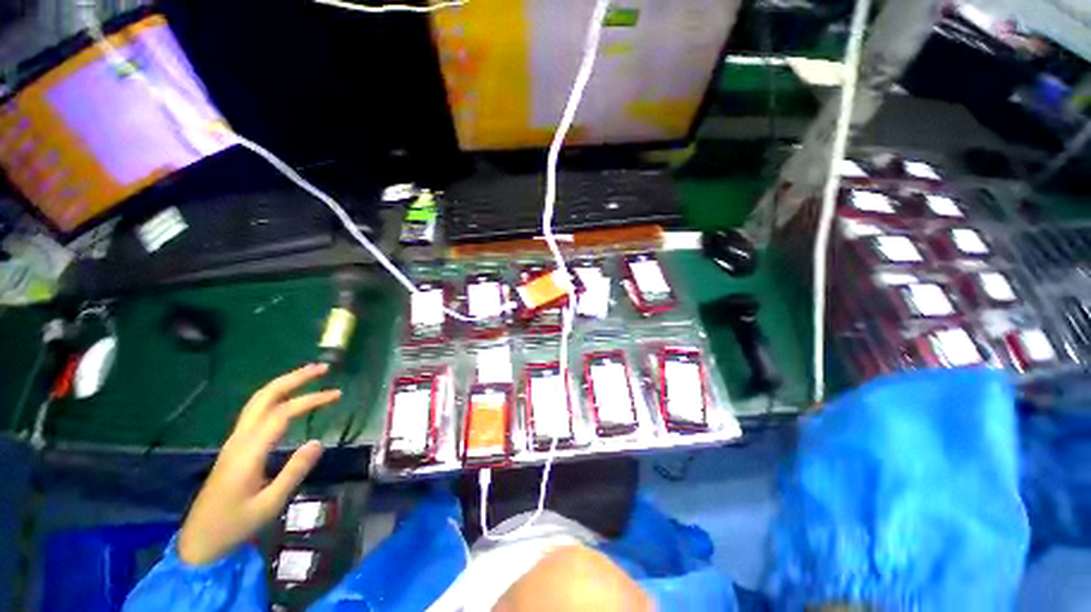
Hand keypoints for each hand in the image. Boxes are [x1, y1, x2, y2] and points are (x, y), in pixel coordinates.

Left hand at [178, 363, 340, 564]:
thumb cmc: (234, 526)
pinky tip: (288, 398)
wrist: (199, 542)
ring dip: (283, 384)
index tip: (337, 395)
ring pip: (258, 402)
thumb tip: (318, 442)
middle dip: (293, 379)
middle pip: (265, 397)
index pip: (282, 414)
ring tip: (309, 375)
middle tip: (322, 368)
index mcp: (248, 452)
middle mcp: (240, 439)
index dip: (310, 400)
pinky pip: (256, 412)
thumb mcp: (269, 505)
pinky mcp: (235, 447)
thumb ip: (294, 472)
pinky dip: (275, 397)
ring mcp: (235, 442)